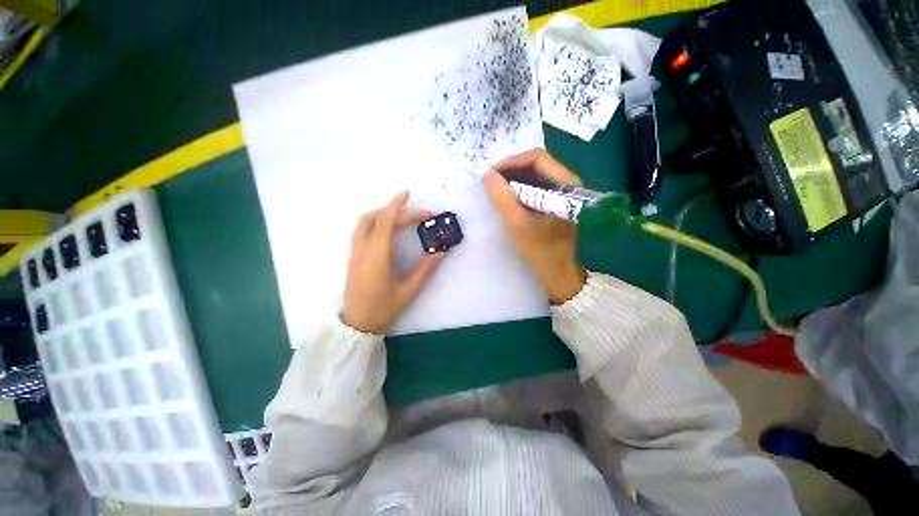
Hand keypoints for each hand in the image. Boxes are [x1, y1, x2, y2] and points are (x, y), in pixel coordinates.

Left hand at [342, 191, 443, 333]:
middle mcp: (362, 251)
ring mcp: (354, 254)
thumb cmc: (383, 309)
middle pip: (372, 219)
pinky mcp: (352, 258)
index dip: (396, 206)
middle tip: (415, 214)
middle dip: (394, 210)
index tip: (407, 194)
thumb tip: (441, 252)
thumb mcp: (408, 291)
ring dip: (381, 214)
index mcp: (377, 258)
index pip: (385, 223)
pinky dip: (374, 223)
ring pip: (362, 224)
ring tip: (401, 217)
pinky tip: (387, 230)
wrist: (357, 325)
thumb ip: (425, 270)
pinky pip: (361, 232)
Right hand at [485, 149, 586, 304]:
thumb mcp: (518, 225)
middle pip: (538, 165)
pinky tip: (509, 200)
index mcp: (565, 185)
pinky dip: (521, 191)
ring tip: (497, 190)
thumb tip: (488, 175)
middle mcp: (568, 184)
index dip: (511, 162)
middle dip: (512, 170)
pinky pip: (538, 189)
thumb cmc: (542, 252)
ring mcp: (564, 195)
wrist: (561, 276)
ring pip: (537, 177)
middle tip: (491, 182)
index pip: (537, 158)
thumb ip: (503, 198)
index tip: (491, 174)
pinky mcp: (558, 205)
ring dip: (515, 180)